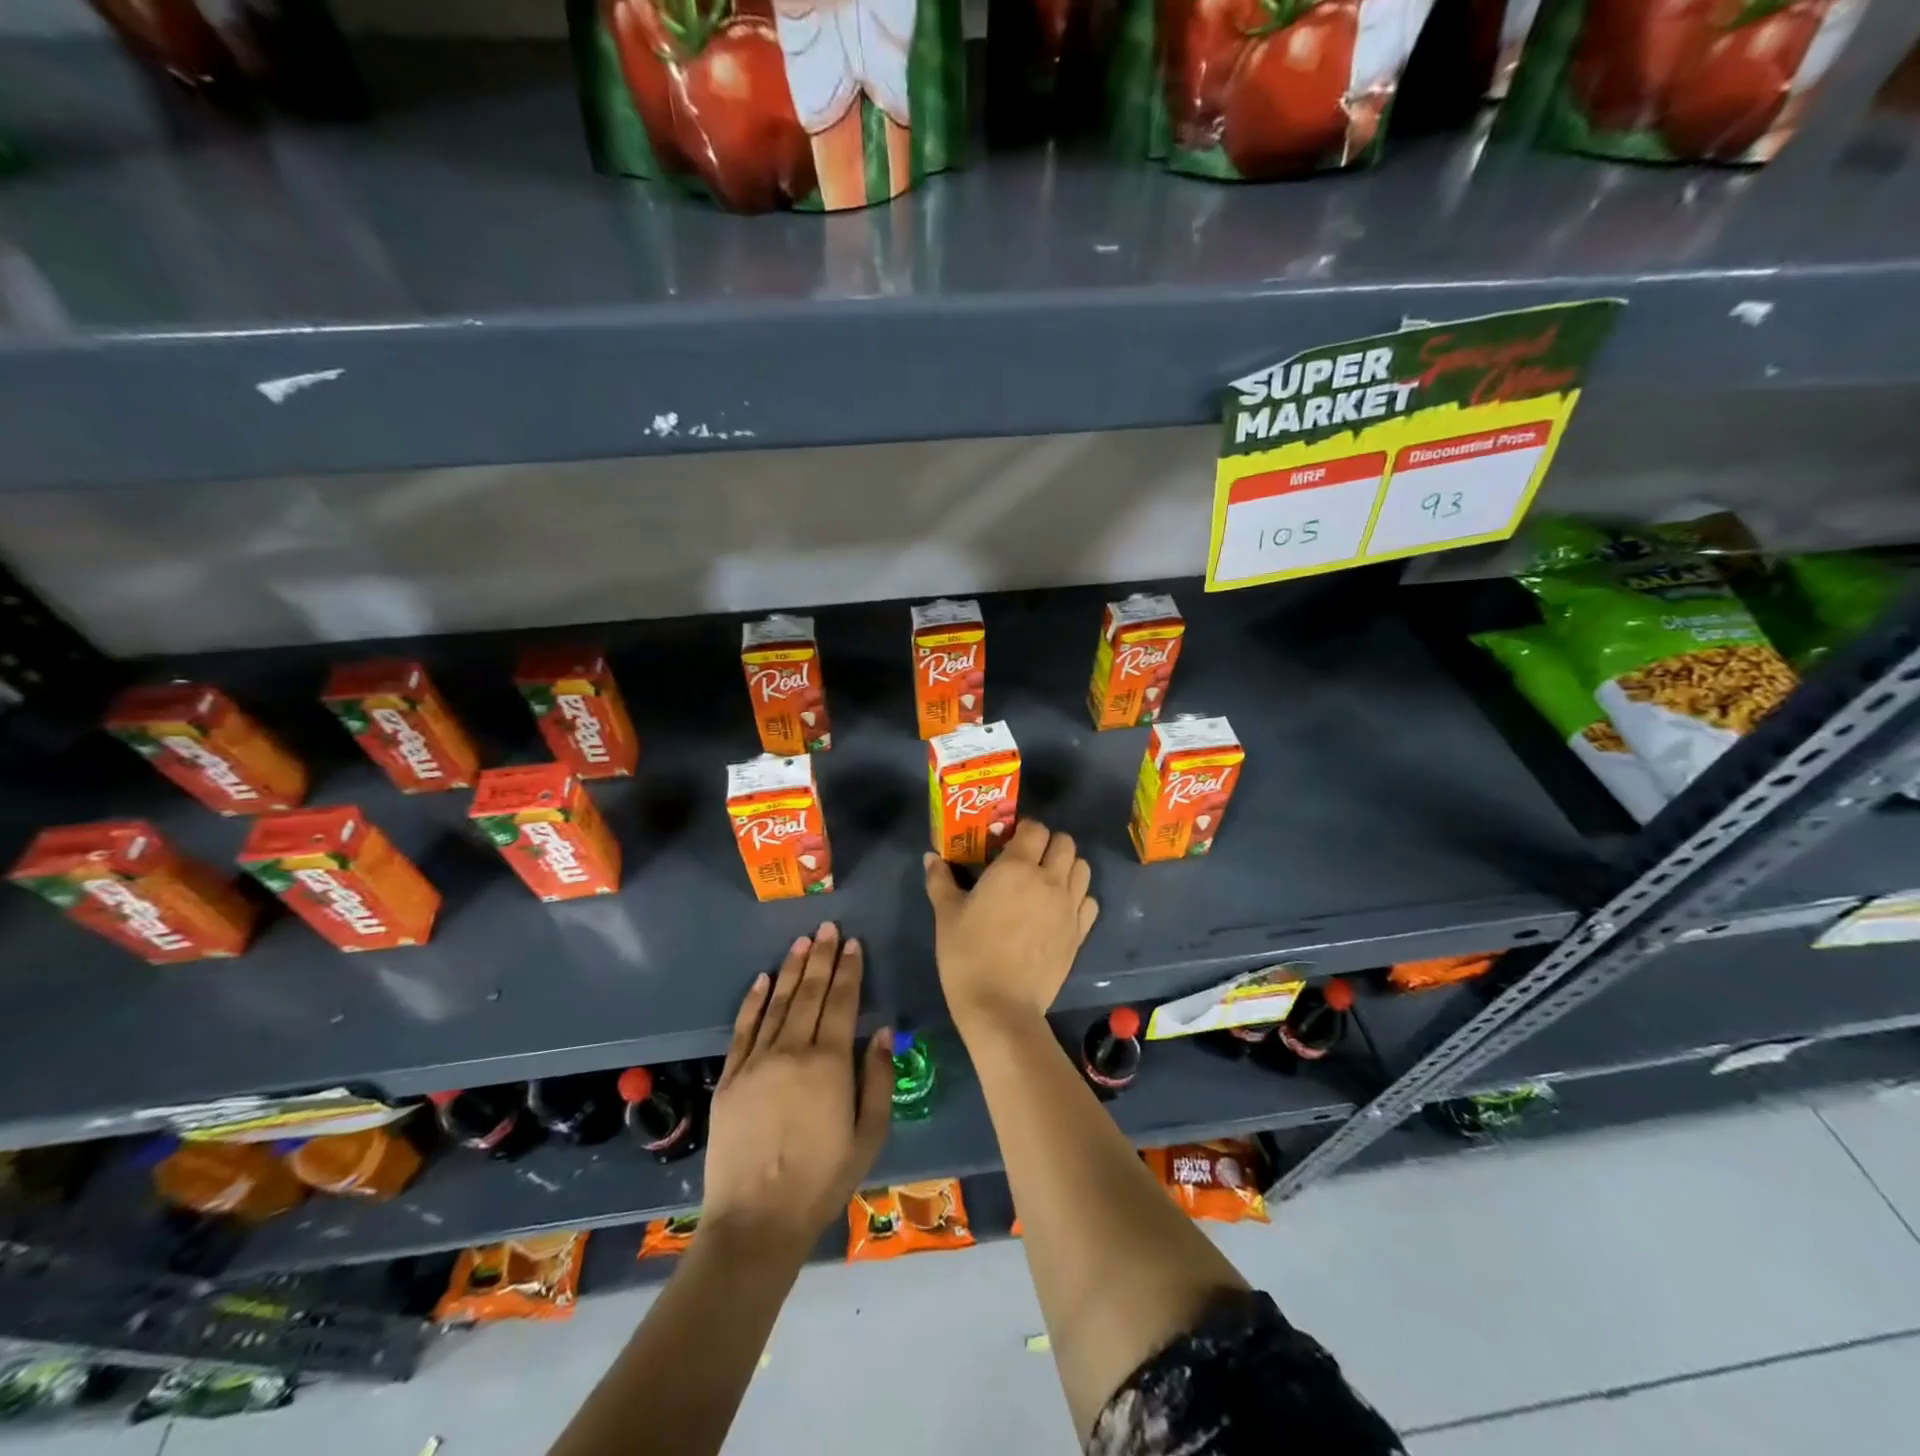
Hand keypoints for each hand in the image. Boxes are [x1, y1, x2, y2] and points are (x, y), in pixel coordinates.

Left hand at [701, 924, 893, 1260]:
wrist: (755, 1220)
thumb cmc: (822, 1181)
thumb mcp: (868, 1136)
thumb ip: (877, 1080)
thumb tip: (880, 1032)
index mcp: (829, 1063)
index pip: (842, 1002)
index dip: (850, 970)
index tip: (854, 943)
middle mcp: (792, 1051)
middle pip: (810, 993)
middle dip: (823, 957)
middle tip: (828, 927)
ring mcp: (757, 1062)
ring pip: (778, 1003)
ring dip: (792, 970)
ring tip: (803, 941)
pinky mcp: (731, 1077)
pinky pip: (743, 1029)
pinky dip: (753, 1001)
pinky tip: (762, 979)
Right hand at [923, 820, 1098, 1037]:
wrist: (1001, 1007)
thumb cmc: (968, 955)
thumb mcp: (947, 915)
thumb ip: (940, 880)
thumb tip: (931, 857)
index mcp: (1016, 867)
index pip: (1035, 828)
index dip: (1024, 830)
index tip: (1008, 842)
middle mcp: (1050, 880)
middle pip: (1065, 843)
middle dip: (1049, 844)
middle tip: (1029, 860)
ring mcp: (1069, 907)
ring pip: (1083, 868)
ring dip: (1067, 867)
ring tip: (1047, 882)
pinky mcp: (1080, 933)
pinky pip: (1089, 901)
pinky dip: (1079, 898)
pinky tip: (1060, 909)